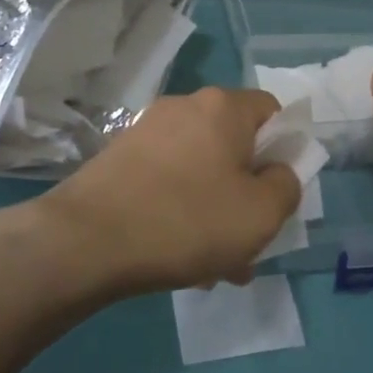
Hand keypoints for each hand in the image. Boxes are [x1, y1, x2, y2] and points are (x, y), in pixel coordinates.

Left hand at [40, 88, 301, 298]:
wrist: (86, 240)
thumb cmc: (187, 221)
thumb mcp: (261, 214)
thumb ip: (286, 186)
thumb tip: (277, 173)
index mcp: (222, 107)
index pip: (271, 112)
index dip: (284, 150)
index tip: (277, 192)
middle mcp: (183, 107)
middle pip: (233, 145)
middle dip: (246, 192)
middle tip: (248, 241)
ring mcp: (145, 132)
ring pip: (200, 170)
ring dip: (215, 211)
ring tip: (215, 265)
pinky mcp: (118, 158)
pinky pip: (167, 181)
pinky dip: (181, 211)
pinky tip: (178, 256)